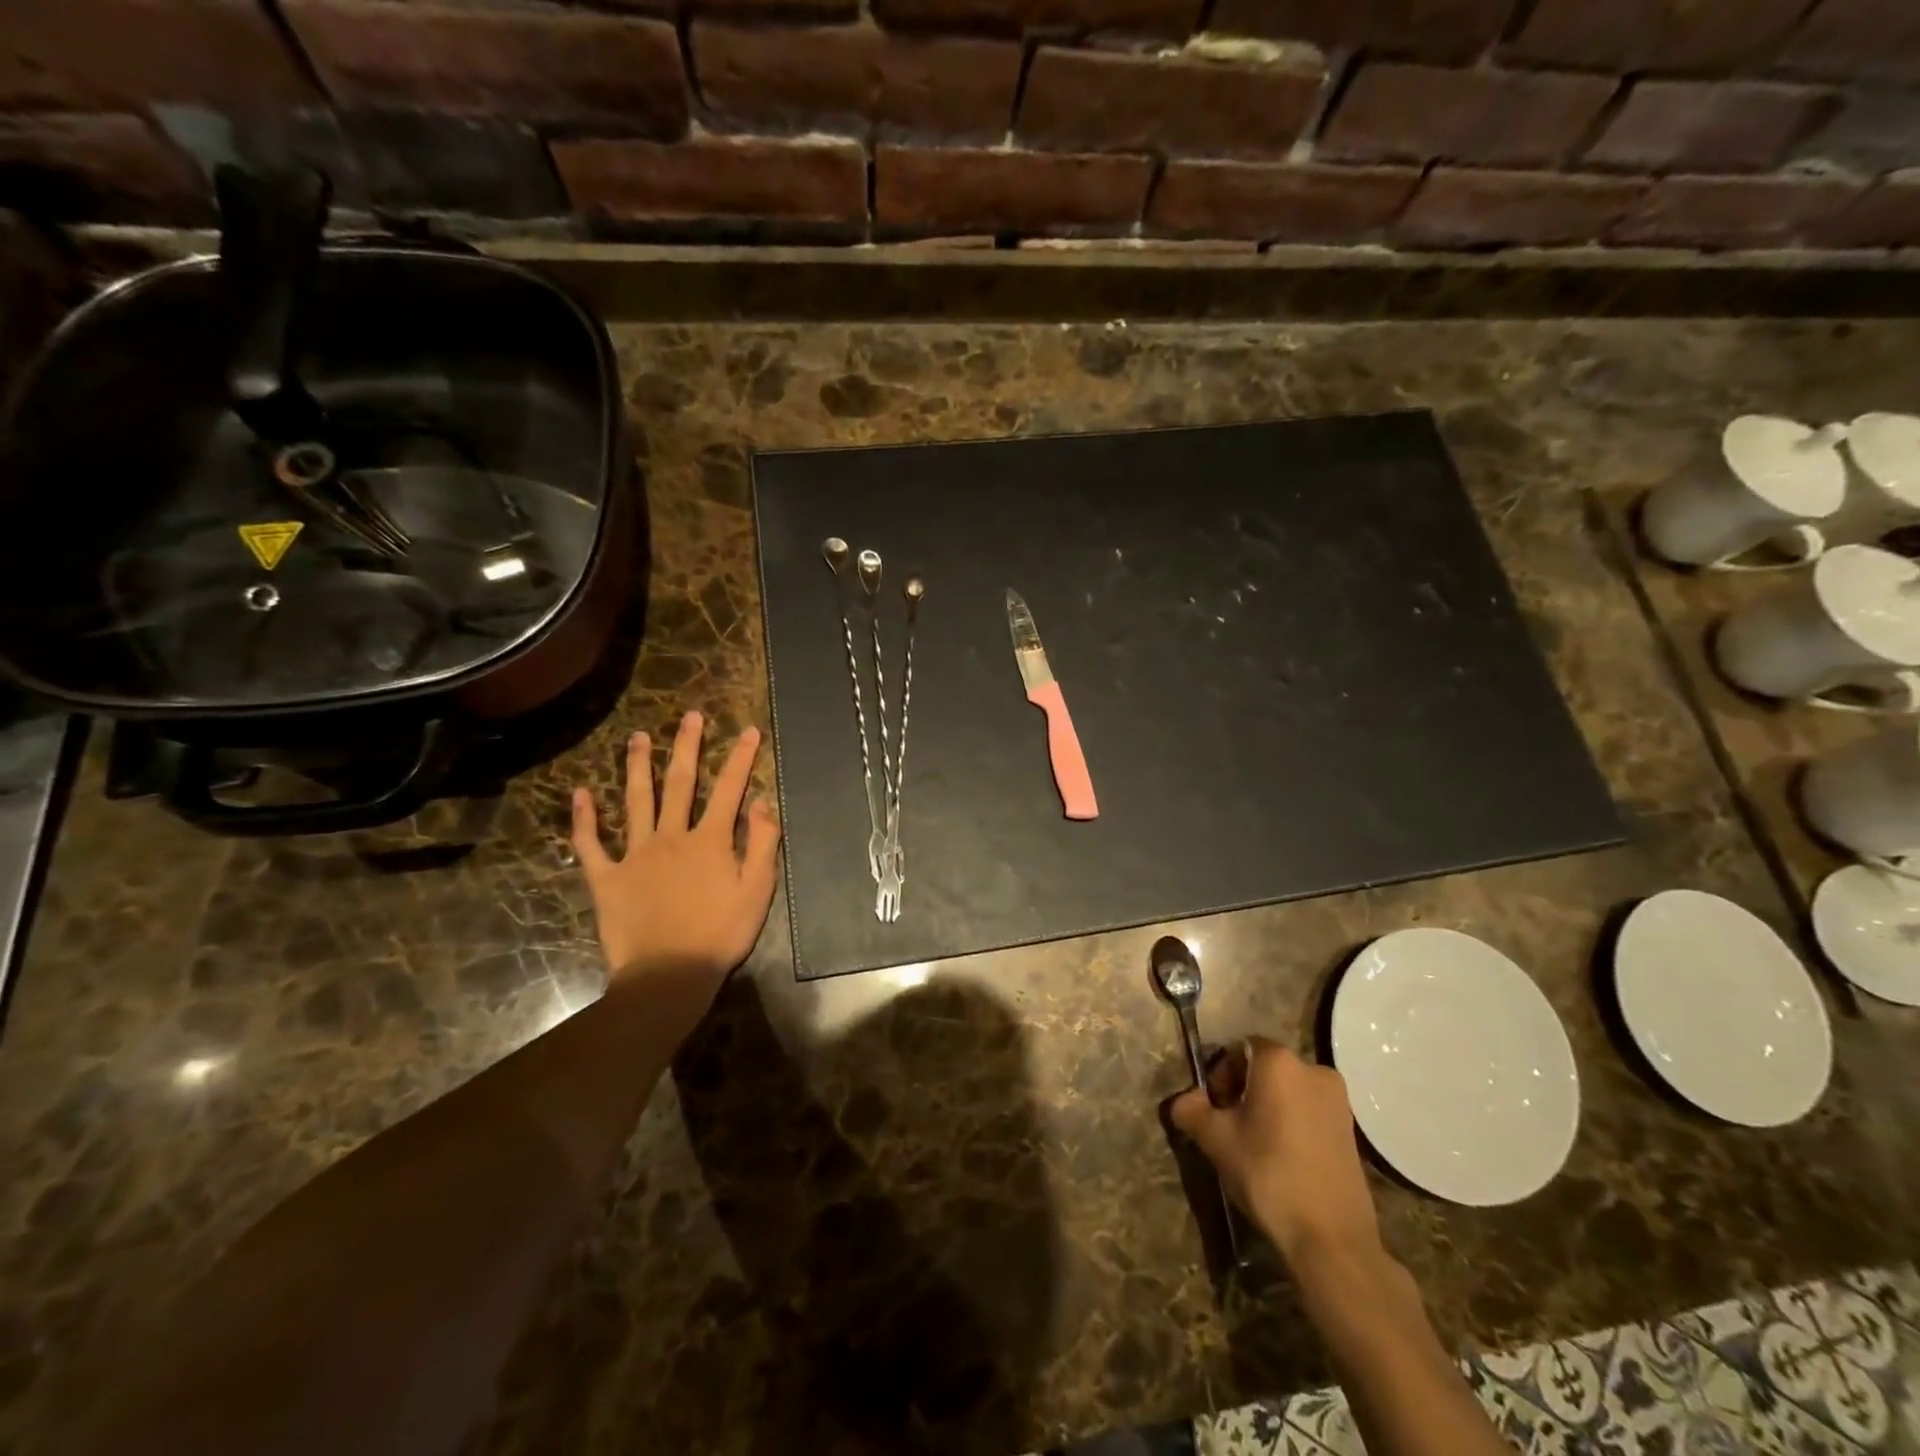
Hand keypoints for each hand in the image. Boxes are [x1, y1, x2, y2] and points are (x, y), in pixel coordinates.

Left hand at [571, 711, 780, 985]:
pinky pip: (591, 844)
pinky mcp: (607, 877)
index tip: (749, 730)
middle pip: (680, 783)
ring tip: (637, 737)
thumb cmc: (720, 934)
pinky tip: (580, 794)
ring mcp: (635, 854)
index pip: (729, 789)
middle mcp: (672, 836)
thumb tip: (762, 801)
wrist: (669, 975)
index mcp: (710, 840)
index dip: (741, 758)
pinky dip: (583, 820)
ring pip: (635, 801)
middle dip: (687, 746)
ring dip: (638, 767)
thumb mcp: (758, 890)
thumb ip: (763, 843)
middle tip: (690, 716)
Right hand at [1170, 1038, 1382, 1269]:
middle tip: (1230, 1127)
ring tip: (1255, 1145)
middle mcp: (1313, 1070)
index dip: (1220, 1074)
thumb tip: (1184, 1102)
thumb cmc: (1267, 1174)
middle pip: (1265, 1068)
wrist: (1330, 1238)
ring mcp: (1339, 1101)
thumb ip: (1191, 1110)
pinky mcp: (1352, 1130)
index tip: (1215, 1108)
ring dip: (1267, 1108)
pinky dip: (1291, 1123)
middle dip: (1243, 1090)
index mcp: (1279, 1061)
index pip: (1238, 1049)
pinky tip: (1282, 1158)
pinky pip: (1309, 1111)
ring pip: (1288, 1091)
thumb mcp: (1215, 1139)